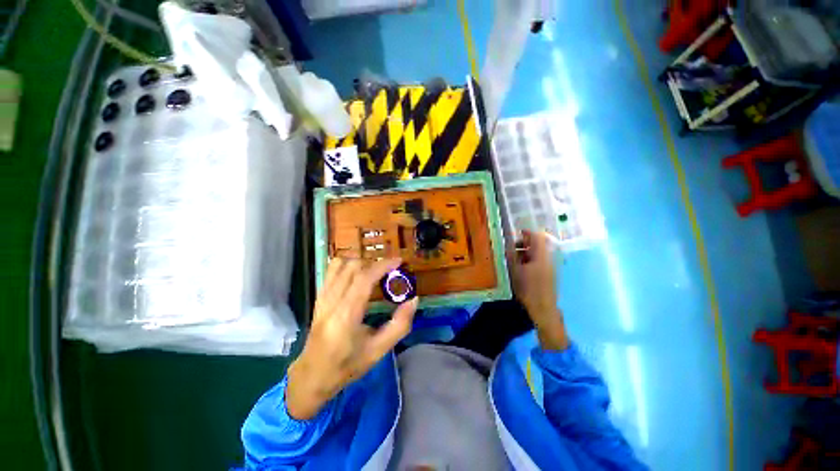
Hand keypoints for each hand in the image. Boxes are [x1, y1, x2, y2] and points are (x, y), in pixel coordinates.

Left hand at [286, 258, 417, 419]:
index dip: (383, 265)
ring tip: (374, 272)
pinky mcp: (319, 297)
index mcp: (346, 314)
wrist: (312, 375)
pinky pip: (331, 270)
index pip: (364, 278)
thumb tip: (413, 300)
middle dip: (375, 264)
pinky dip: (347, 265)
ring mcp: (322, 297)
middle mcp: (332, 300)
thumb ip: (399, 325)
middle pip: (353, 267)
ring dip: (361, 263)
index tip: (399, 261)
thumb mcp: (378, 350)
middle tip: (390, 271)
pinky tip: (357, 275)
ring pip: (340, 264)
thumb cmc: (347, 365)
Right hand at [510, 230, 568, 349]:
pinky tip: (521, 268)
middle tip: (512, 248)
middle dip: (525, 243)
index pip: (537, 236)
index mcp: (541, 255)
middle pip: (538, 244)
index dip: (527, 233)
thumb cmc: (528, 288)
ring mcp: (550, 266)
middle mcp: (548, 258)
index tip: (517, 233)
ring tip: (515, 259)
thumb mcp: (515, 271)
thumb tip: (508, 245)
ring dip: (527, 252)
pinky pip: (539, 260)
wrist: (543, 308)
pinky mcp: (549, 274)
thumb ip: (512, 256)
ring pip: (538, 253)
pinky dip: (530, 259)